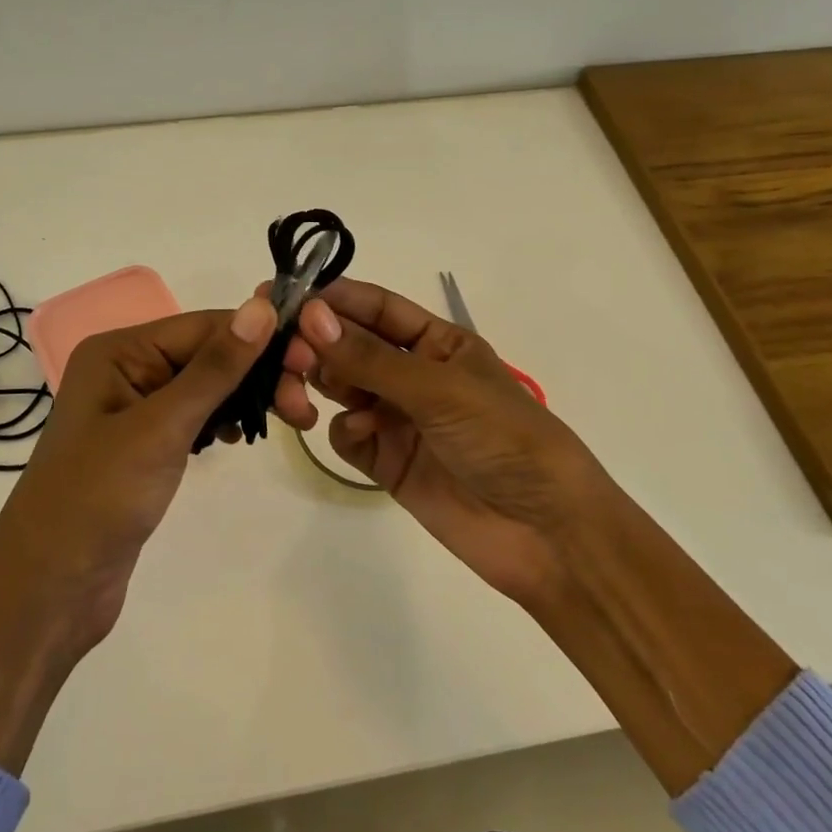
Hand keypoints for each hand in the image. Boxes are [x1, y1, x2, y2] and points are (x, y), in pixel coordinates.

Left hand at [0, 296, 294, 648]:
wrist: (49, 588)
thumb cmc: (98, 497)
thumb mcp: (161, 426)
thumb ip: (215, 368)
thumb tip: (262, 307)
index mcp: (118, 351)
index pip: (203, 326)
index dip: (258, 338)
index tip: (311, 359)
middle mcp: (126, 370)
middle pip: (207, 354)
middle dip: (258, 372)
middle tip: (304, 406)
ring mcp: (134, 410)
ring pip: (206, 386)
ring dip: (247, 396)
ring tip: (293, 419)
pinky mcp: (145, 447)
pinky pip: (194, 417)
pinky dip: (223, 421)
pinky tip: (241, 437)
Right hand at [290, 279, 613, 610]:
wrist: (546, 534)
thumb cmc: (504, 438)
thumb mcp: (440, 389)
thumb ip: (370, 357)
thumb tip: (309, 315)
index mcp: (437, 342)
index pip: (376, 308)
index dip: (334, 299)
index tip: (286, 296)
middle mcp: (413, 374)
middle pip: (350, 346)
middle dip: (317, 343)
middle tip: (286, 351)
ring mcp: (398, 418)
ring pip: (341, 386)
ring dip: (318, 382)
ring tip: (299, 390)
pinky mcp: (387, 462)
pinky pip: (347, 434)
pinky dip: (345, 430)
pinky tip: (359, 435)